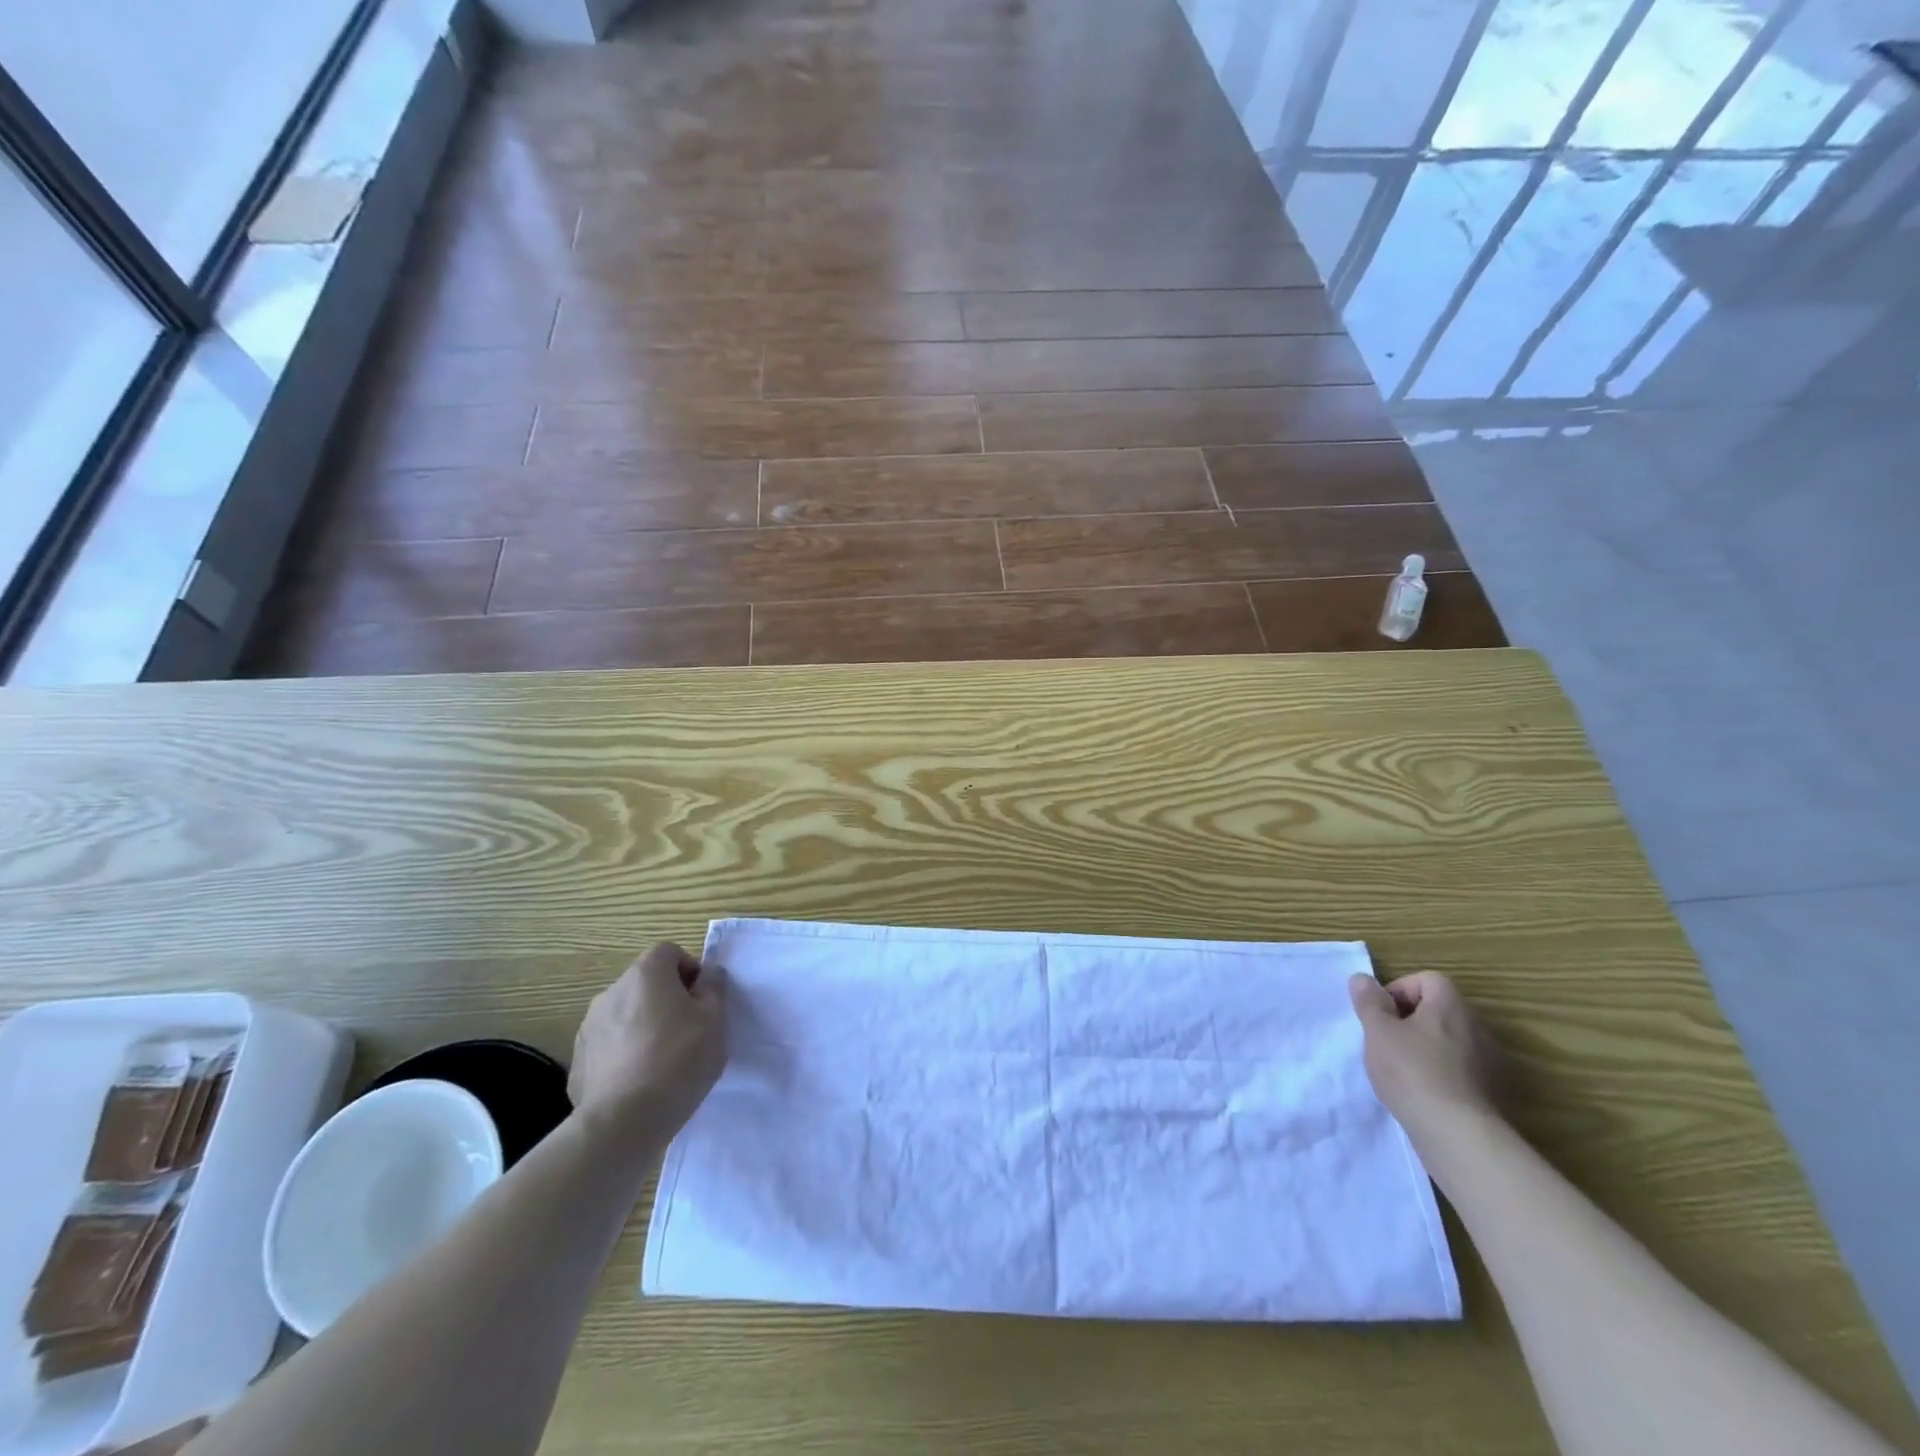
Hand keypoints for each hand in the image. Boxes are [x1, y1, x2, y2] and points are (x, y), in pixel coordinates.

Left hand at [571, 943, 726, 1146]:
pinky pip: (609, 1045)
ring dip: (643, 1026)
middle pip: (645, 983)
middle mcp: (611, 992)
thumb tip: (706, 977)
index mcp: (645, 975)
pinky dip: (624, 1054)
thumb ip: (713, 989)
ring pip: (625, 1014)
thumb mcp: (715, 1020)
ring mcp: (589, 1027)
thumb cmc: (678, 1060)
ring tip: (662, 1061)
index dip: (689, 969)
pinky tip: (639, 1082)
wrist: (623, 1123)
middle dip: (667, 999)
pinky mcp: (578, 1061)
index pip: (669, 951)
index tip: (702, 1000)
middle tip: (688, 1031)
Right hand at [1348, 971, 1501, 1147]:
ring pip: (1448, 1041)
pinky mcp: (1492, 1092)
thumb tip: (1363, 979)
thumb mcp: (1378, 1032)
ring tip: (1401, 1070)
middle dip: (1409, 1020)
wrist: (1459, 1136)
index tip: (1381, 1015)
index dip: (1399, 990)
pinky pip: (1460, 1069)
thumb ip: (1369, 1002)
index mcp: (1450, 1006)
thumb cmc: (1412, 1072)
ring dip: (1425, 1047)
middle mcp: (1476, 1027)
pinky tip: (1422, 1093)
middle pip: (1438, 1010)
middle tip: (1385, 1041)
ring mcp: (1488, 1062)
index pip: (1427, 979)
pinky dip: (1440, 1073)